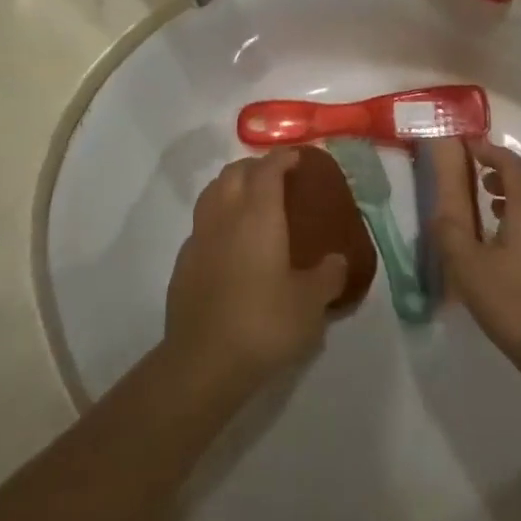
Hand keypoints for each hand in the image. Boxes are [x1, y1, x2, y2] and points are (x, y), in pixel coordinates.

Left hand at [165, 149, 348, 389]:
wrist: (203, 362)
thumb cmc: (264, 323)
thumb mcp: (310, 304)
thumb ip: (328, 276)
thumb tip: (338, 261)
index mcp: (258, 215)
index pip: (267, 170)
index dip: (282, 158)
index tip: (297, 157)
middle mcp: (225, 216)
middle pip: (234, 173)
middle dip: (255, 166)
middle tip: (276, 176)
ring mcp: (199, 238)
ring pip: (212, 193)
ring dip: (231, 186)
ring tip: (251, 200)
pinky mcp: (183, 263)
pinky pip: (202, 224)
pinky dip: (217, 218)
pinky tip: (230, 241)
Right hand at [424, 138, 520, 372]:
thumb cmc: (513, 302)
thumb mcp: (468, 268)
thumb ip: (450, 233)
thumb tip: (439, 212)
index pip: (511, 165)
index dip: (490, 151)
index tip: (469, 145)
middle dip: (504, 169)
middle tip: (478, 173)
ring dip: (515, 192)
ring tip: (489, 202)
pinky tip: (506, 239)